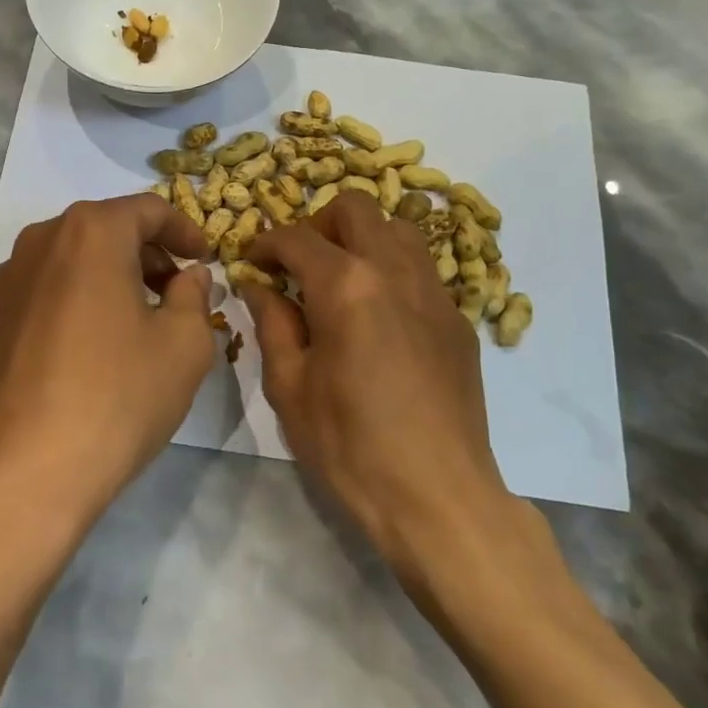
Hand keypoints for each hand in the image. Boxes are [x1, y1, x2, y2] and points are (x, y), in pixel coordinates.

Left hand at [0, 194, 214, 530]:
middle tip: (174, 292)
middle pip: (103, 230)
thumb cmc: (117, 397)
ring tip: (129, 322)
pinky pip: (37, 296)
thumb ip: (194, 295)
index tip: (204, 259)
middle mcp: (39, 241)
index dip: (184, 230)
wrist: (22, 475)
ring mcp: (2, 282)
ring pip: (67, 261)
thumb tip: (190, 275)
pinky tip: (80, 351)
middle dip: (145, 254)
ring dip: (104, 278)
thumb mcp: (184, 346)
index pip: (148, 209)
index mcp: (90, 232)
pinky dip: (67, 304)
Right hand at [240, 193, 516, 570]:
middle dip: (317, 223)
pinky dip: (392, 269)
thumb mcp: (289, 387)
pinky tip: (379, 315)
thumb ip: (271, 323)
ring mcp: (434, 292)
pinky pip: (421, 268)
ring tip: (341, 280)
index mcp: (346, 286)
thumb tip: (258, 285)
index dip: (265, 242)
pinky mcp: (457, 319)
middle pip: (355, 208)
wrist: (439, 499)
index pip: (297, 238)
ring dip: (361, 238)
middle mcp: (394, 271)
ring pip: (397, 228)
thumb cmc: (350, 446)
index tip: (250, 261)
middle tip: (299, 263)